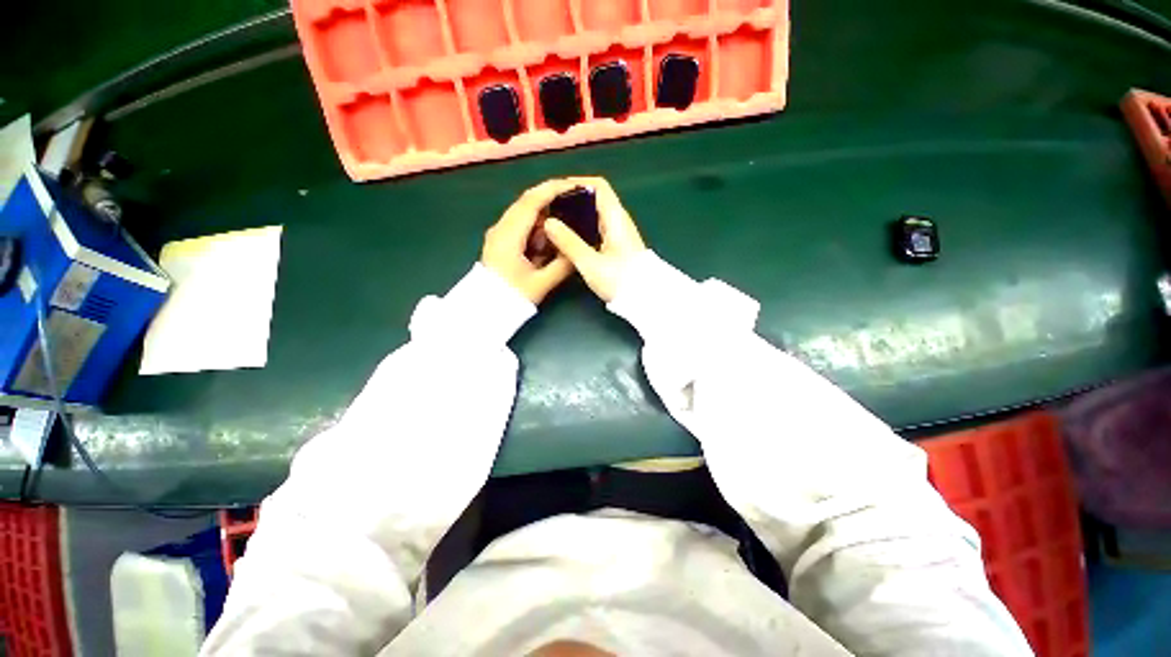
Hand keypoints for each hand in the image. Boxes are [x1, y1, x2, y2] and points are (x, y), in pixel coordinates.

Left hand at [481, 180, 576, 303]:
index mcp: (509, 235)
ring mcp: (499, 233)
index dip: (552, 190)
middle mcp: (501, 228)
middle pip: (527, 203)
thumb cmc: (512, 297)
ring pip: (524, 214)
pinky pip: (521, 225)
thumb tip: (579, 249)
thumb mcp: (541, 283)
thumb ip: (562, 265)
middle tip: (575, 202)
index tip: (573, 186)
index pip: (531, 202)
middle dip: (551, 199)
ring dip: (545, 216)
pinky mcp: (501, 241)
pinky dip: (537, 227)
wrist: (486, 309)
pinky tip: (549, 239)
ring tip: (565, 223)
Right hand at [543, 177, 646, 302]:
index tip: (557, 192)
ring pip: (596, 216)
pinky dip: (583, 229)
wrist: (645, 299)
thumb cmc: (620, 280)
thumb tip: (549, 223)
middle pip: (596, 200)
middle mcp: (620, 221)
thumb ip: (569, 242)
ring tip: (556, 224)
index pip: (599, 186)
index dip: (578, 184)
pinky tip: (570, 240)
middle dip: (573, 201)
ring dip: (577, 216)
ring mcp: (620, 234)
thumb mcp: (590, 263)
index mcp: (616, 218)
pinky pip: (598, 229)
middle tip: (552, 210)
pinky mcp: (619, 246)